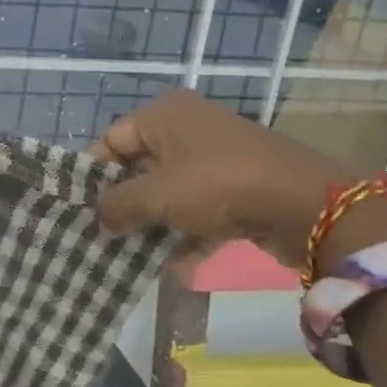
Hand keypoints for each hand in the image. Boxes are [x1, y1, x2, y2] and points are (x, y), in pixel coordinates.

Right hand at [90, 88, 386, 268]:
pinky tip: (174, 271)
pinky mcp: (239, 189)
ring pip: (170, 194)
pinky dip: (186, 238)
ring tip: (130, 259)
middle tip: (102, 237)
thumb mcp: (156, 195)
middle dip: (123, 206)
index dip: (93, 175)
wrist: (306, 204)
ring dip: (153, 227)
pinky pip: (200, 212)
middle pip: (139, 169)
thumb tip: (97, 220)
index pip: (111, 140)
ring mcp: (216, 159)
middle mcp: (188, 129)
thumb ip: (117, 206)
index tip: (79, 210)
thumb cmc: (217, 184)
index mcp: (164, 115)